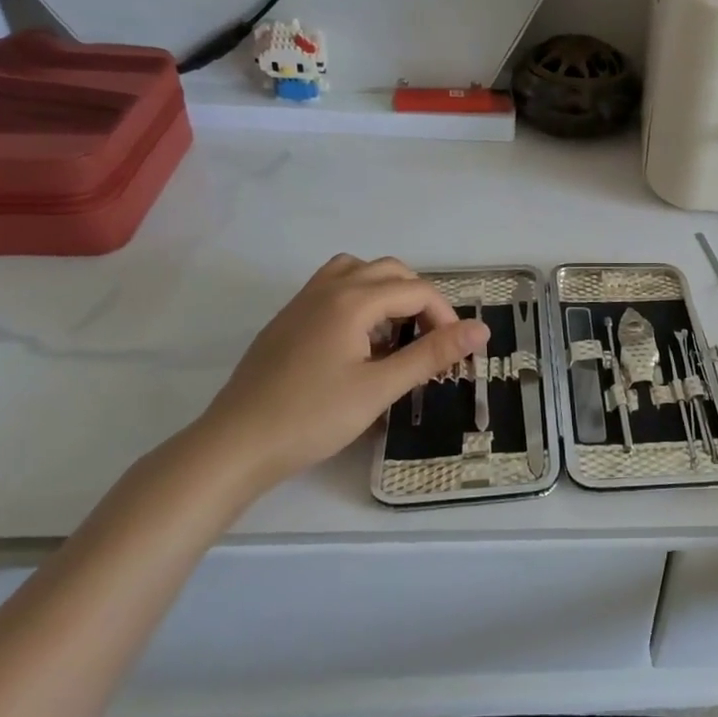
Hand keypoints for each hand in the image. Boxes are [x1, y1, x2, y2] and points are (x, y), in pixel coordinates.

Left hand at [196, 255, 488, 495]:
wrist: (235, 445)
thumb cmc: (312, 417)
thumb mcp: (380, 388)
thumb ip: (432, 354)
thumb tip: (481, 329)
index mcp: (352, 300)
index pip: (416, 290)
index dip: (446, 317)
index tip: (455, 354)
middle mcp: (327, 289)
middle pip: (390, 271)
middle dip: (420, 299)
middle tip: (431, 341)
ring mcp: (302, 302)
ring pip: (357, 272)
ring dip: (387, 292)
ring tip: (397, 333)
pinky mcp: (287, 320)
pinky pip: (333, 288)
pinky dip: (359, 299)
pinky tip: (360, 342)